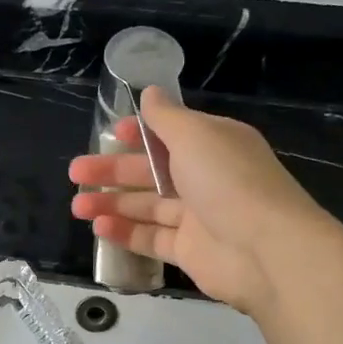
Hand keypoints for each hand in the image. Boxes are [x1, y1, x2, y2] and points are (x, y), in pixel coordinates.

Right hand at [69, 86, 331, 313]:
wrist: (266, 250)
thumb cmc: (228, 181)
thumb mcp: (195, 135)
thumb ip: (166, 116)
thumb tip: (149, 91)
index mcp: (213, 145)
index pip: (170, 134)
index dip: (139, 133)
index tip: (109, 134)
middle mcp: (206, 178)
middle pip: (151, 171)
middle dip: (112, 170)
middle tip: (76, 172)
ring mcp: (198, 217)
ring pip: (147, 206)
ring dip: (112, 203)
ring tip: (78, 206)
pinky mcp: (190, 251)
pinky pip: (152, 239)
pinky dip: (126, 233)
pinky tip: (99, 228)